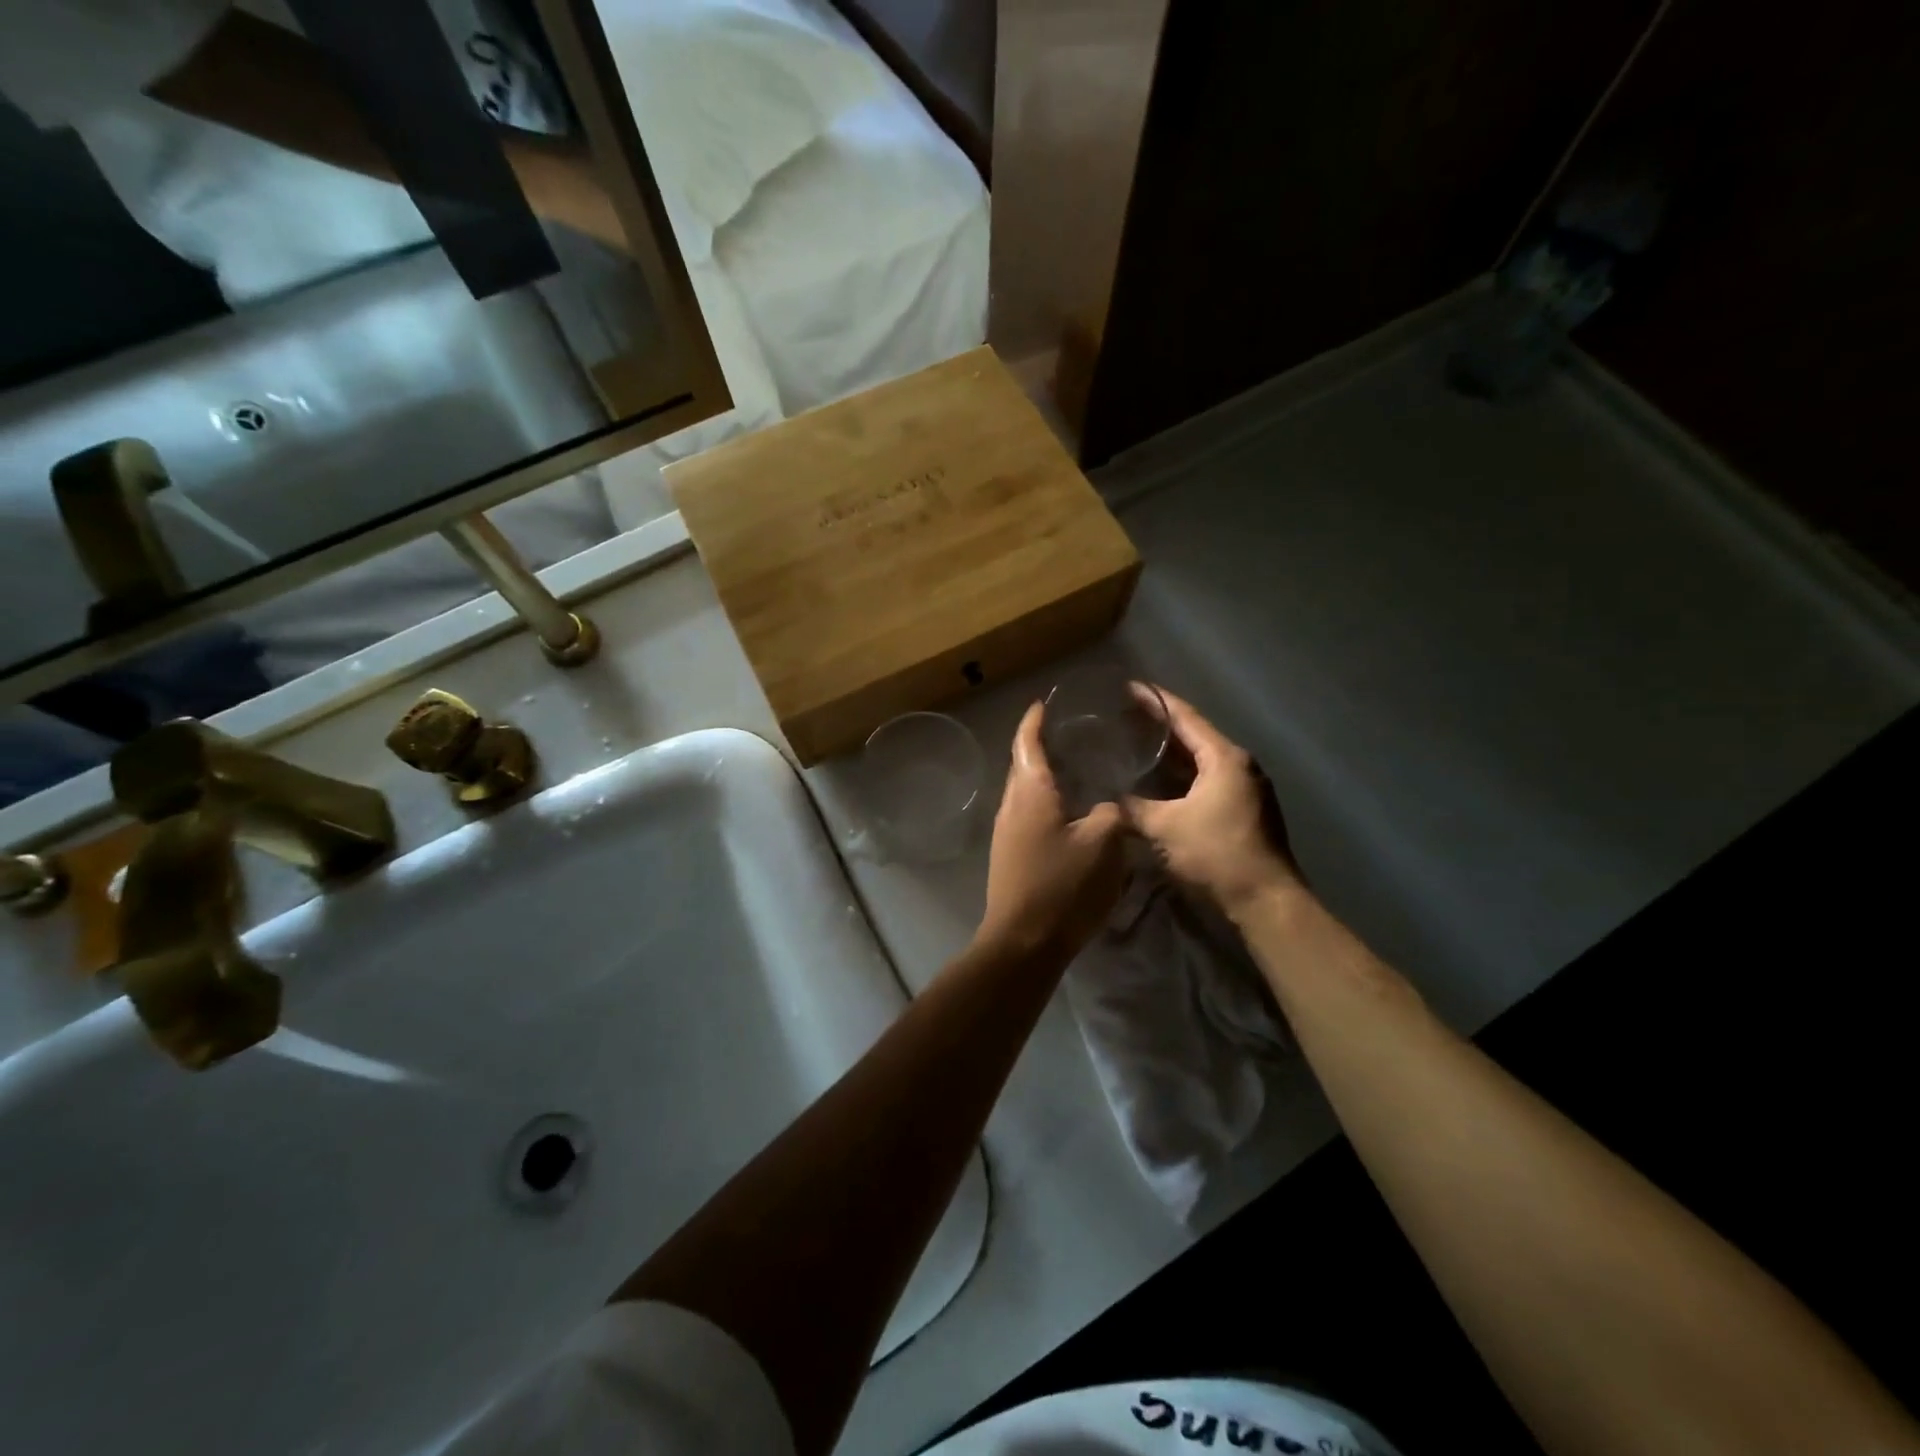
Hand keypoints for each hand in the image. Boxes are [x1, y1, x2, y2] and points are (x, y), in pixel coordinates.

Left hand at [977, 702, 1128, 961]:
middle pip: (1022, 764)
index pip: (1027, 742)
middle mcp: (1011, 805)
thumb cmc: (1063, 885)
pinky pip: (1027, 814)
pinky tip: (1069, 810)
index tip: (1045, 702)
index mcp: (1030, 792)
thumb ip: (1111, 814)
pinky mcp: (1010, 855)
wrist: (1023, 941)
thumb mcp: (1104, 843)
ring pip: (1025, 791)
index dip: (1035, 720)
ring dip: (1044, 775)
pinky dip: (1045, 801)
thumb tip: (1108, 807)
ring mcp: (1006, 831)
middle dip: (1040, 745)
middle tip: (1070, 732)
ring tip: (1074, 767)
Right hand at [1125, 686, 1303, 916]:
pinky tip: (1158, 782)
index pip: (1185, 716)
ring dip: (1171, 753)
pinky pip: (1206, 780)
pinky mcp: (1244, 810)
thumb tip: (1106, 799)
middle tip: (1125, 715)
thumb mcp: (1164, 828)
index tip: (1129, 687)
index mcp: (1224, 758)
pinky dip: (1181, 776)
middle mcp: (1239, 765)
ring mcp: (1245, 788)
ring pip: (1201, 760)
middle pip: (1195, 735)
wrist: (1265, 900)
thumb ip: (1132, 808)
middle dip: (1160, 725)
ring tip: (1136, 743)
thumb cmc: (1216, 854)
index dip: (1155, 700)